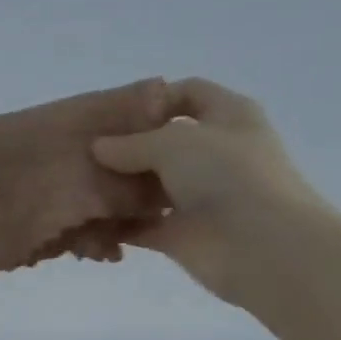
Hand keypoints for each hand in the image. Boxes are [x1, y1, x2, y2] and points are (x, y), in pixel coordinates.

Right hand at [91, 78, 326, 301]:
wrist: (261, 246)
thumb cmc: (227, 176)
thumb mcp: (173, 143)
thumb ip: (130, 143)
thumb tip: (97, 147)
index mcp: (227, 116)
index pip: (188, 93)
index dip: (152, 99)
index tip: (112, 114)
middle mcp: (213, 154)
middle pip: (162, 143)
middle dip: (125, 147)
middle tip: (83, 152)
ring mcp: (197, 197)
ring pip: (150, 186)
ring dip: (118, 188)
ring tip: (79, 185)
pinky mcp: (181, 234)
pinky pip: (141, 225)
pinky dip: (119, 225)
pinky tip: (88, 220)